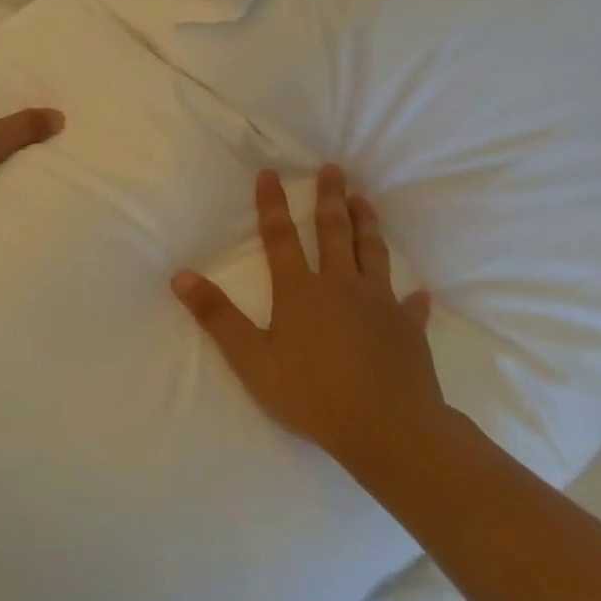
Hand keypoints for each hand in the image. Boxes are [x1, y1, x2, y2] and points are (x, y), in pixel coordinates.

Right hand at [172, 166, 444, 474]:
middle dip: (330, 198)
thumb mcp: (251, 359)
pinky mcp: (409, 330)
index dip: (272, 204)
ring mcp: (380, 305)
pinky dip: (413, 297)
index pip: (281, 236)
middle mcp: (341, 286)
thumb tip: (181, 277)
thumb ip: (217, 316)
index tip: (270, 173)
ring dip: (368, 226)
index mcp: (300, 290)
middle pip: (334, 232)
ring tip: (365, 201)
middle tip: (335, 169)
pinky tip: (420, 292)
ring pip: (372, 254)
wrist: (390, 430)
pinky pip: (411, 306)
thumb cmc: (312, 394)